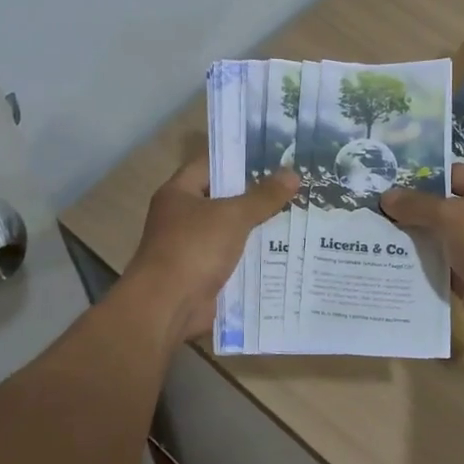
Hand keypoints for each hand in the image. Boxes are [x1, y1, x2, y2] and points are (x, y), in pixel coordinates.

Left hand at [126, 157, 297, 342]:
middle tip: (293, 184)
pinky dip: (253, 256)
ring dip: (258, 226)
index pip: (211, 164)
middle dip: (256, 194)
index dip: (240, 159)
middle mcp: (182, 216)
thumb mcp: (233, 216)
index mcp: (179, 193)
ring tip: (297, 213)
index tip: (273, 156)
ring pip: (231, 229)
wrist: (167, 307)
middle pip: (223, 198)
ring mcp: (192, 247)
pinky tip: (284, 250)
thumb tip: (293, 174)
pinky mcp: (203, 273)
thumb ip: (263, 196)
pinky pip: (233, 257)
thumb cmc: (194, 248)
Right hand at [380, 164, 463, 338]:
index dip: (419, 178)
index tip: (385, 183)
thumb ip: (417, 205)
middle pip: (441, 206)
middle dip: (410, 210)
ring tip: (373, 234)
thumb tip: (385, 197)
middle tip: (372, 209)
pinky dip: (420, 263)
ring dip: (412, 238)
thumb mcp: (451, 216)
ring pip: (438, 235)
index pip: (450, 174)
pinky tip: (388, 261)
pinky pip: (439, 262)